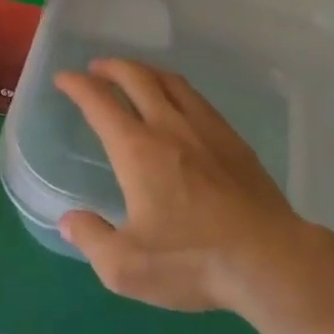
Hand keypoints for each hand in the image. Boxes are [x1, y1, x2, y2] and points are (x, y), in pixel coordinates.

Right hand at [55, 59, 313, 313]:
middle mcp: (170, 127)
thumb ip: (91, 239)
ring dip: (146, 71)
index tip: (64, 78)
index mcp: (137, 150)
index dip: (78, 85)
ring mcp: (207, 129)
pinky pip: (198, 99)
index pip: (100, 103)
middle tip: (96, 69)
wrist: (269, 259)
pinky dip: (176, 89)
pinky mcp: (234, 140)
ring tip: (134, 75)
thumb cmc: (192, 261)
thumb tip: (70, 220)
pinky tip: (179, 103)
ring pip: (171, 82)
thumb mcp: (126, 266)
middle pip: (137, 78)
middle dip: (112, 67)